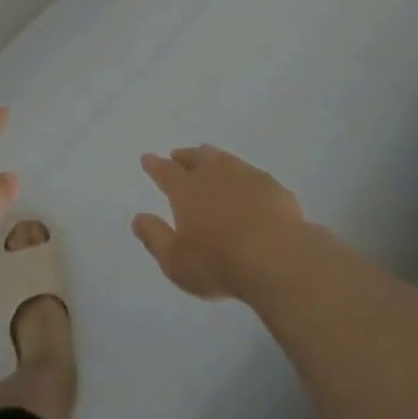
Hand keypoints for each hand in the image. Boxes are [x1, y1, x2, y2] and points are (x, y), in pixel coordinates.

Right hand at [132, 145, 306, 300]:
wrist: (279, 259)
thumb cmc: (219, 262)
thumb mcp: (175, 261)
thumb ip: (154, 238)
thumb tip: (138, 218)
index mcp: (186, 189)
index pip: (165, 171)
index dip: (154, 165)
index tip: (147, 158)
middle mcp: (213, 173)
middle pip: (196, 157)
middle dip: (184, 156)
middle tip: (178, 156)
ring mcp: (245, 176)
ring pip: (224, 159)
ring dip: (213, 158)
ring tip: (210, 161)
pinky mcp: (273, 186)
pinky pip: (252, 175)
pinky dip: (244, 177)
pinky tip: (248, 185)